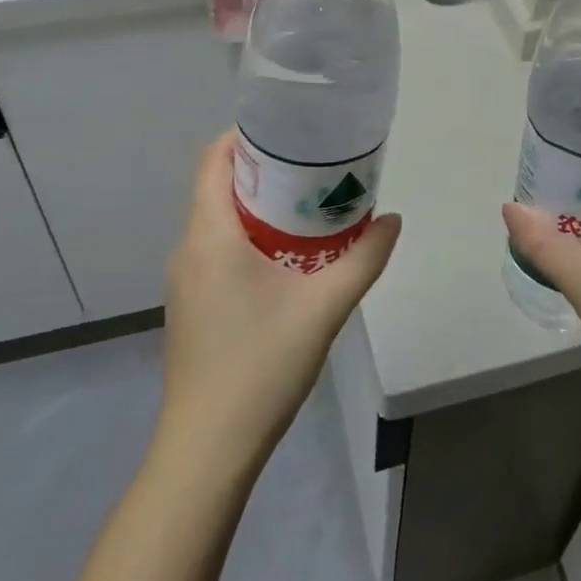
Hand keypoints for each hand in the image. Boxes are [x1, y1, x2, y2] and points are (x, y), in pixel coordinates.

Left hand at [159, 131, 400, 469]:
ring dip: (261, 206)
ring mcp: (186, 281)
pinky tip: (291, 259)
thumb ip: (364, 258)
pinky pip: (219, 251)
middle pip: (220, 187)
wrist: (207, 450)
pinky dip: (252, 238)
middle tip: (317, 166)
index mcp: (210, 235)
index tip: (292, 130)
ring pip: (221, 221)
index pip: (214, 159)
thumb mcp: (324, 308)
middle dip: (266, 170)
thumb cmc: (260, 366)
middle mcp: (189, 249)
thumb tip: (393, 219)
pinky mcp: (193, 306)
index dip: (247, 135)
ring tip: (312, 206)